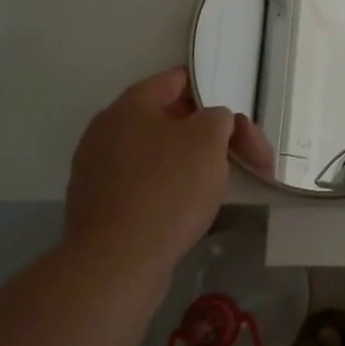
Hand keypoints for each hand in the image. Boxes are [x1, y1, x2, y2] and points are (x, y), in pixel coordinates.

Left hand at [63, 67, 249, 291]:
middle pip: (172, 120)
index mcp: (131, 105)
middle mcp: (108, 131)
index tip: (236, 117)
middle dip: (211, 135)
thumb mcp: (209, 139)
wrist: (116, 265)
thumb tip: (209, 124)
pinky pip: (146, 186)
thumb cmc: (167, 189)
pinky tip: (191, 211)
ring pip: (160, 155)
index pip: (178, 80)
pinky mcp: (101, 208)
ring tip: (223, 186)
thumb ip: (218, 117)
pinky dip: (171, 191)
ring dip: (193, 164)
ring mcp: (99, 172)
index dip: (213, 91)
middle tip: (245, 156)